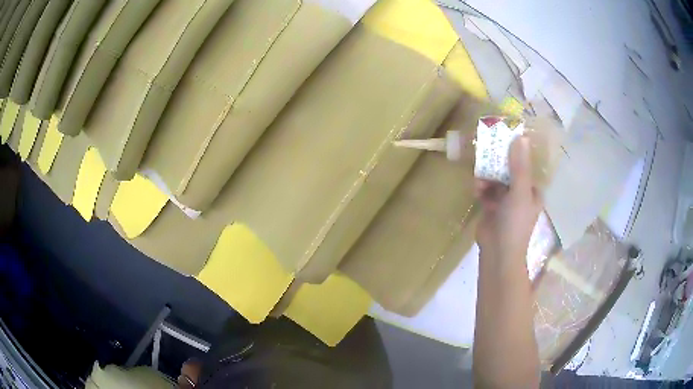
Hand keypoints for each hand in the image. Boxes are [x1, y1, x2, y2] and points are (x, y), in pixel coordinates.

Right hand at [475, 136, 541, 262]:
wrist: (498, 253)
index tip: (503, 138)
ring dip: (486, 177)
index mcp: (532, 189)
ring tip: (479, 180)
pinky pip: (486, 190)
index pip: (525, 164)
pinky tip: (476, 191)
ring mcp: (505, 200)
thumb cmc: (515, 222)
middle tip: (485, 153)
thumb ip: (519, 166)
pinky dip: (481, 189)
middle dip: (496, 164)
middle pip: (508, 170)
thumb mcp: (520, 192)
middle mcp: (520, 193)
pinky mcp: (491, 207)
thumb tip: (521, 137)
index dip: (516, 151)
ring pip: (495, 179)